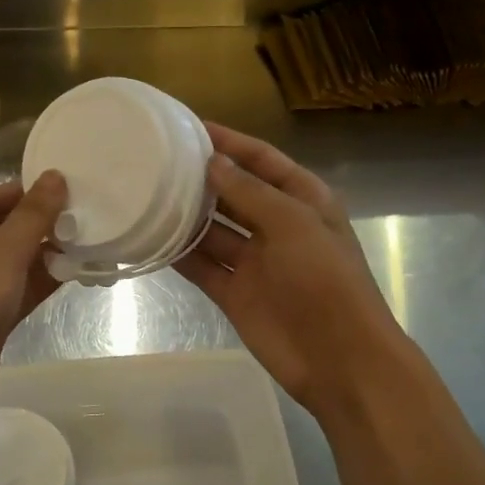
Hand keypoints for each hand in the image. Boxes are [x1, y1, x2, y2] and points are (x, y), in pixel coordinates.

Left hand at [0, 170, 67, 426]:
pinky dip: (40, 281)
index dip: (26, 191)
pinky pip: (16, 289)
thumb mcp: (2, 254)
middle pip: (0, 227)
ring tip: (90, 240)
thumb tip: (55, 176)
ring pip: (11, 261)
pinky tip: (75, 272)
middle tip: (86, 215)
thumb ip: (32, 216)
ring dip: (45, 253)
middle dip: (40, 223)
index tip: (69, 189)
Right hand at [178, 124, 414, 419]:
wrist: (338, 358)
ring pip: (214, 231)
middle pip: (234, 193)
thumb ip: (249, 192)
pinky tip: (151, 239)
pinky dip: (180, 255)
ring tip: (146, 194)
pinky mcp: (235, 293)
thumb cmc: (324, 280)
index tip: (189, 127)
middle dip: (202, 178)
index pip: (262, 160)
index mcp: (303, 200)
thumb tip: (212, 164)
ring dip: (187, 216)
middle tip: (157, 160)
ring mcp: (255, 262)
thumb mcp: (292, 223)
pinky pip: (203, 267)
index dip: (230, 142)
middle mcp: (277, 226)